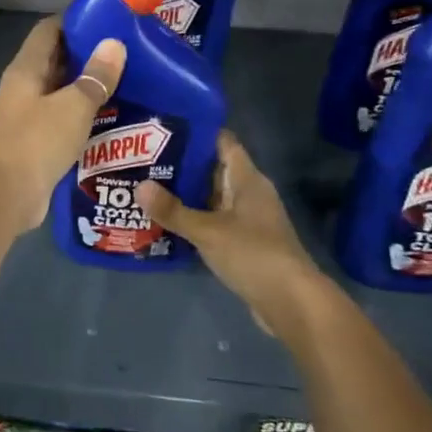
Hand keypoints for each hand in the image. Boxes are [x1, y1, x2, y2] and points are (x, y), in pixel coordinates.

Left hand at [0, 16, 125, 234]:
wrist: (5, 195)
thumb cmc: (37, 142)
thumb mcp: (73, 106)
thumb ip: (95, 77)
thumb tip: (114, 44)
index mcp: (26, 69)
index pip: (49, 30)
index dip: (76, 21)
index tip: (109, 20)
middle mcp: (24, 87)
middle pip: (56, 59)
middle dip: (88, 54)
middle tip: (127, 53)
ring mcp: (27, 114)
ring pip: (61, 91)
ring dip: (88, 87)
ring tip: (128, 82)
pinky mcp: (35, 140)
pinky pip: (62, 118)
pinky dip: (83, 115)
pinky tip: (112, 118)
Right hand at [137, 131, 321, 321]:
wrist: (292, 304)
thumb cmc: (254, 255)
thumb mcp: (208, 231)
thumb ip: (173, 210)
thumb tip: (139, 187)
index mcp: (247, 179)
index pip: (223, 142)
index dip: (196, 132)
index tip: (162, 127)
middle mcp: (249, 194)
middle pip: (213, 169)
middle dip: (181, 164)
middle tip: (142, 159)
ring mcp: (248, 220)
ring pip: (211, 198)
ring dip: (184, 195)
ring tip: (146, 188)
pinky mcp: (244, 244)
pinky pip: (213, 222)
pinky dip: (192, 220)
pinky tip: (165, 222)